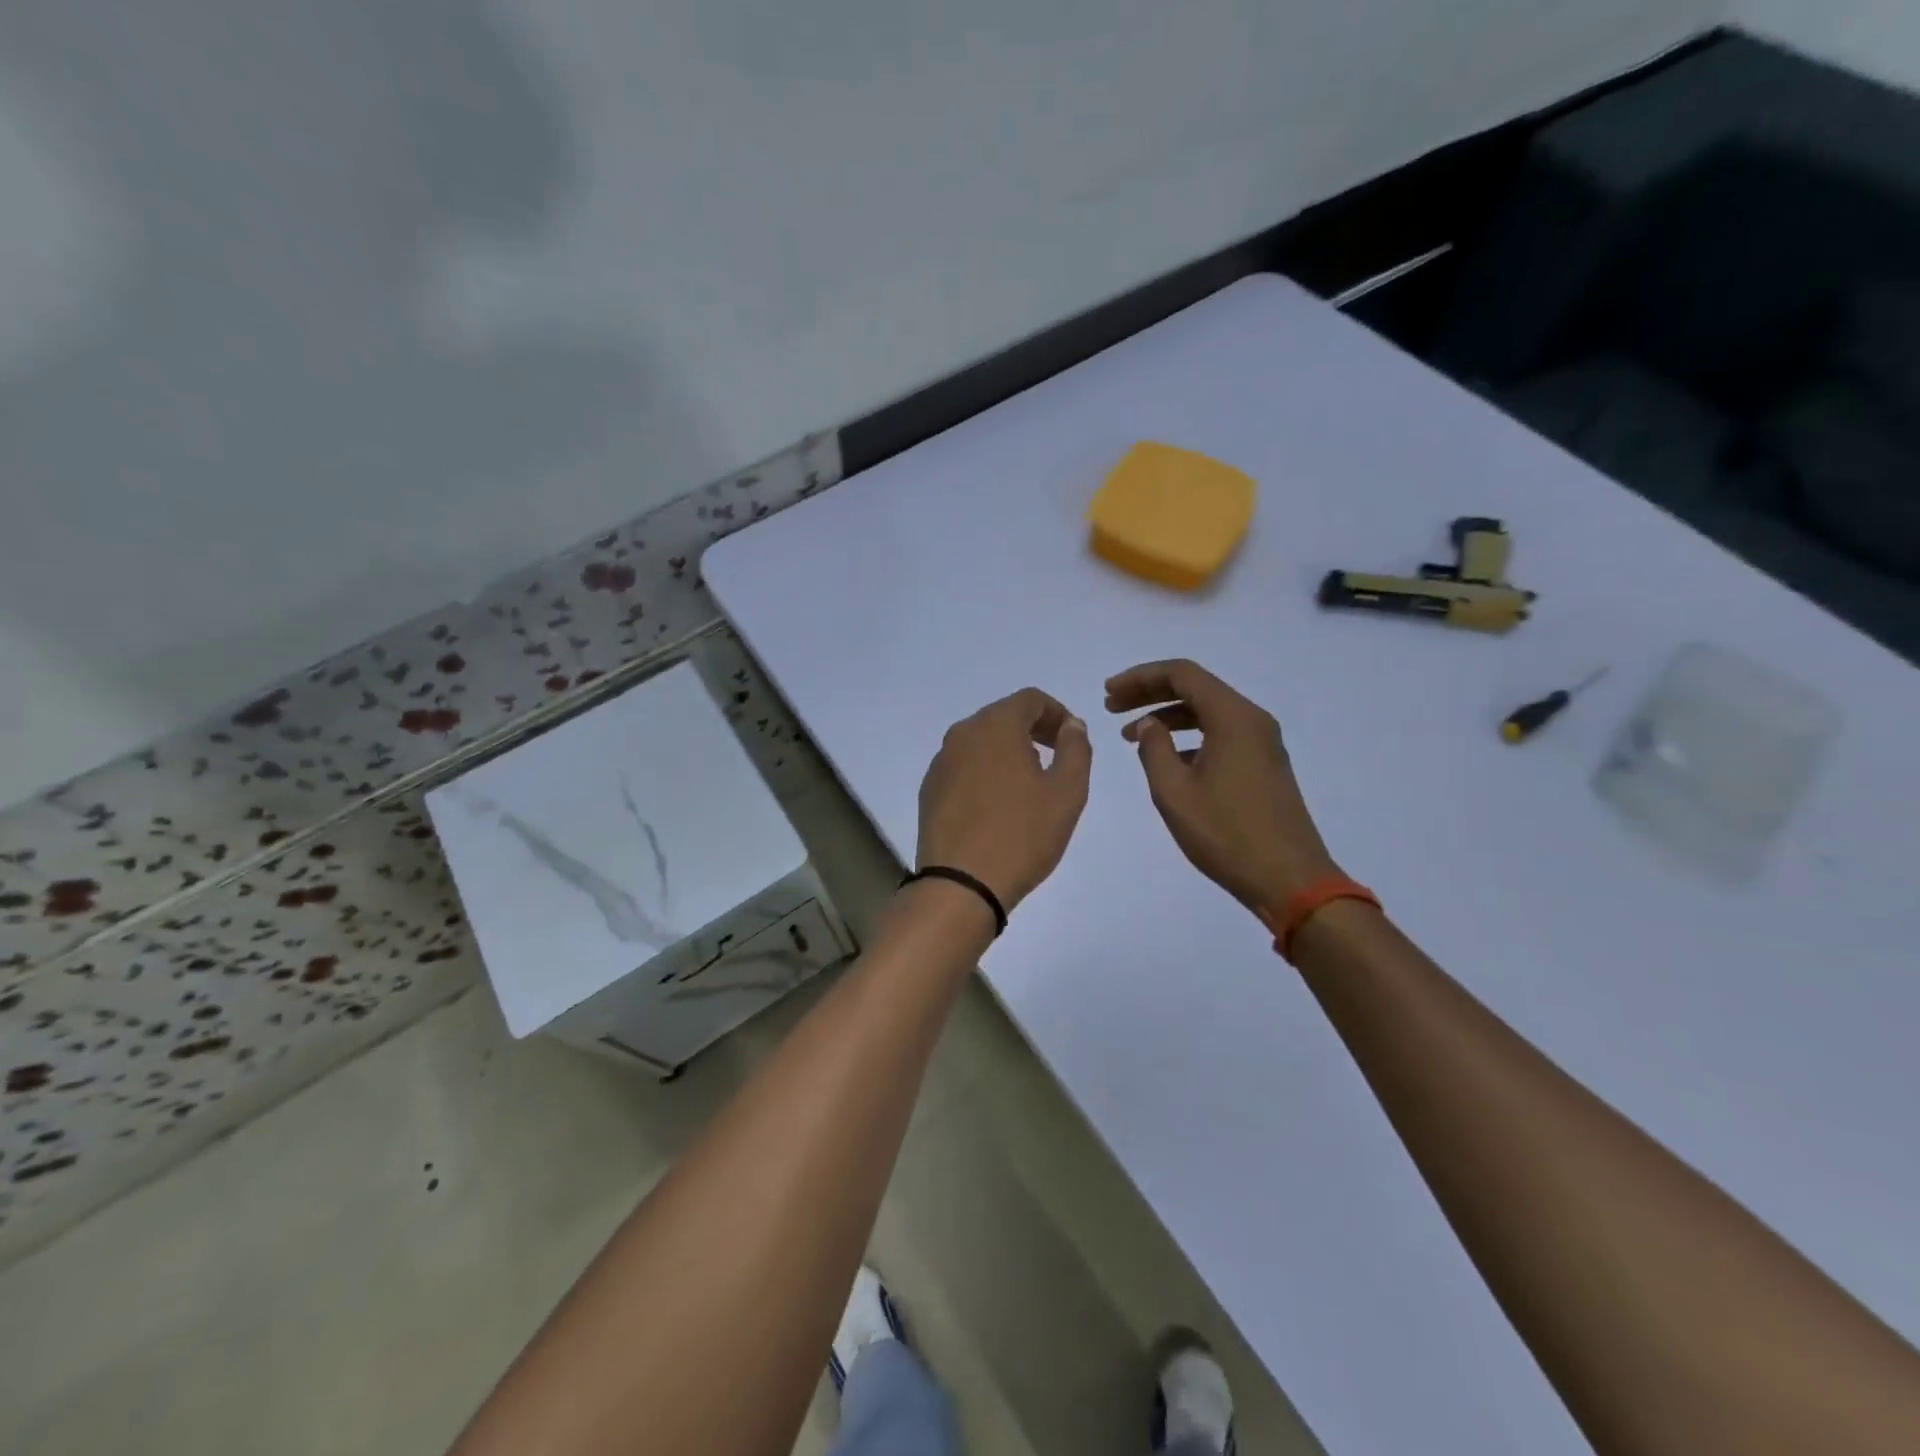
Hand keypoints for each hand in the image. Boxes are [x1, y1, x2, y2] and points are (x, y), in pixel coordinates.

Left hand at [916, 688, 1092, 913]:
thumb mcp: (1067, 792)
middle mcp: (962, 734)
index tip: (1072, 739)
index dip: (1057, 713)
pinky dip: (985, 771)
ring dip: (1008, 751)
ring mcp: (941, 762)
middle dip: (1033, 730)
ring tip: (1029, 785)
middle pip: (1003, 716)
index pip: (1030, 699)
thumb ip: (1075, 749)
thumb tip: (1072, 725)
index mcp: (996, 725)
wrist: (960, 884)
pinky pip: (964, 766)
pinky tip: (997, 805)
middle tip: (1055, 759)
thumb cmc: (1022, 834)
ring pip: (981, 742)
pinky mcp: (930, 789)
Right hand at [1106, 660, 1338, 915]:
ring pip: (1208, 711)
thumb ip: (1154, 749)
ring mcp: (1262, 742)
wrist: (1289, 879)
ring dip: (1167, 716)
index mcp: (1233, 718)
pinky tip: (1166, 758)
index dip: (1140, 677)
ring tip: (1129, 735)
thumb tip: (1148, 725)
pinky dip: (1188, 735)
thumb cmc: (1226, 834)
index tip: (1108, 693)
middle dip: (1150, 692)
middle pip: (1196, 688)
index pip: (1182, 674)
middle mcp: (1252, 720)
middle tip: (1111, 706)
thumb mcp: (1174, 792)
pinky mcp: (1264, 764)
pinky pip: (1221, 733)